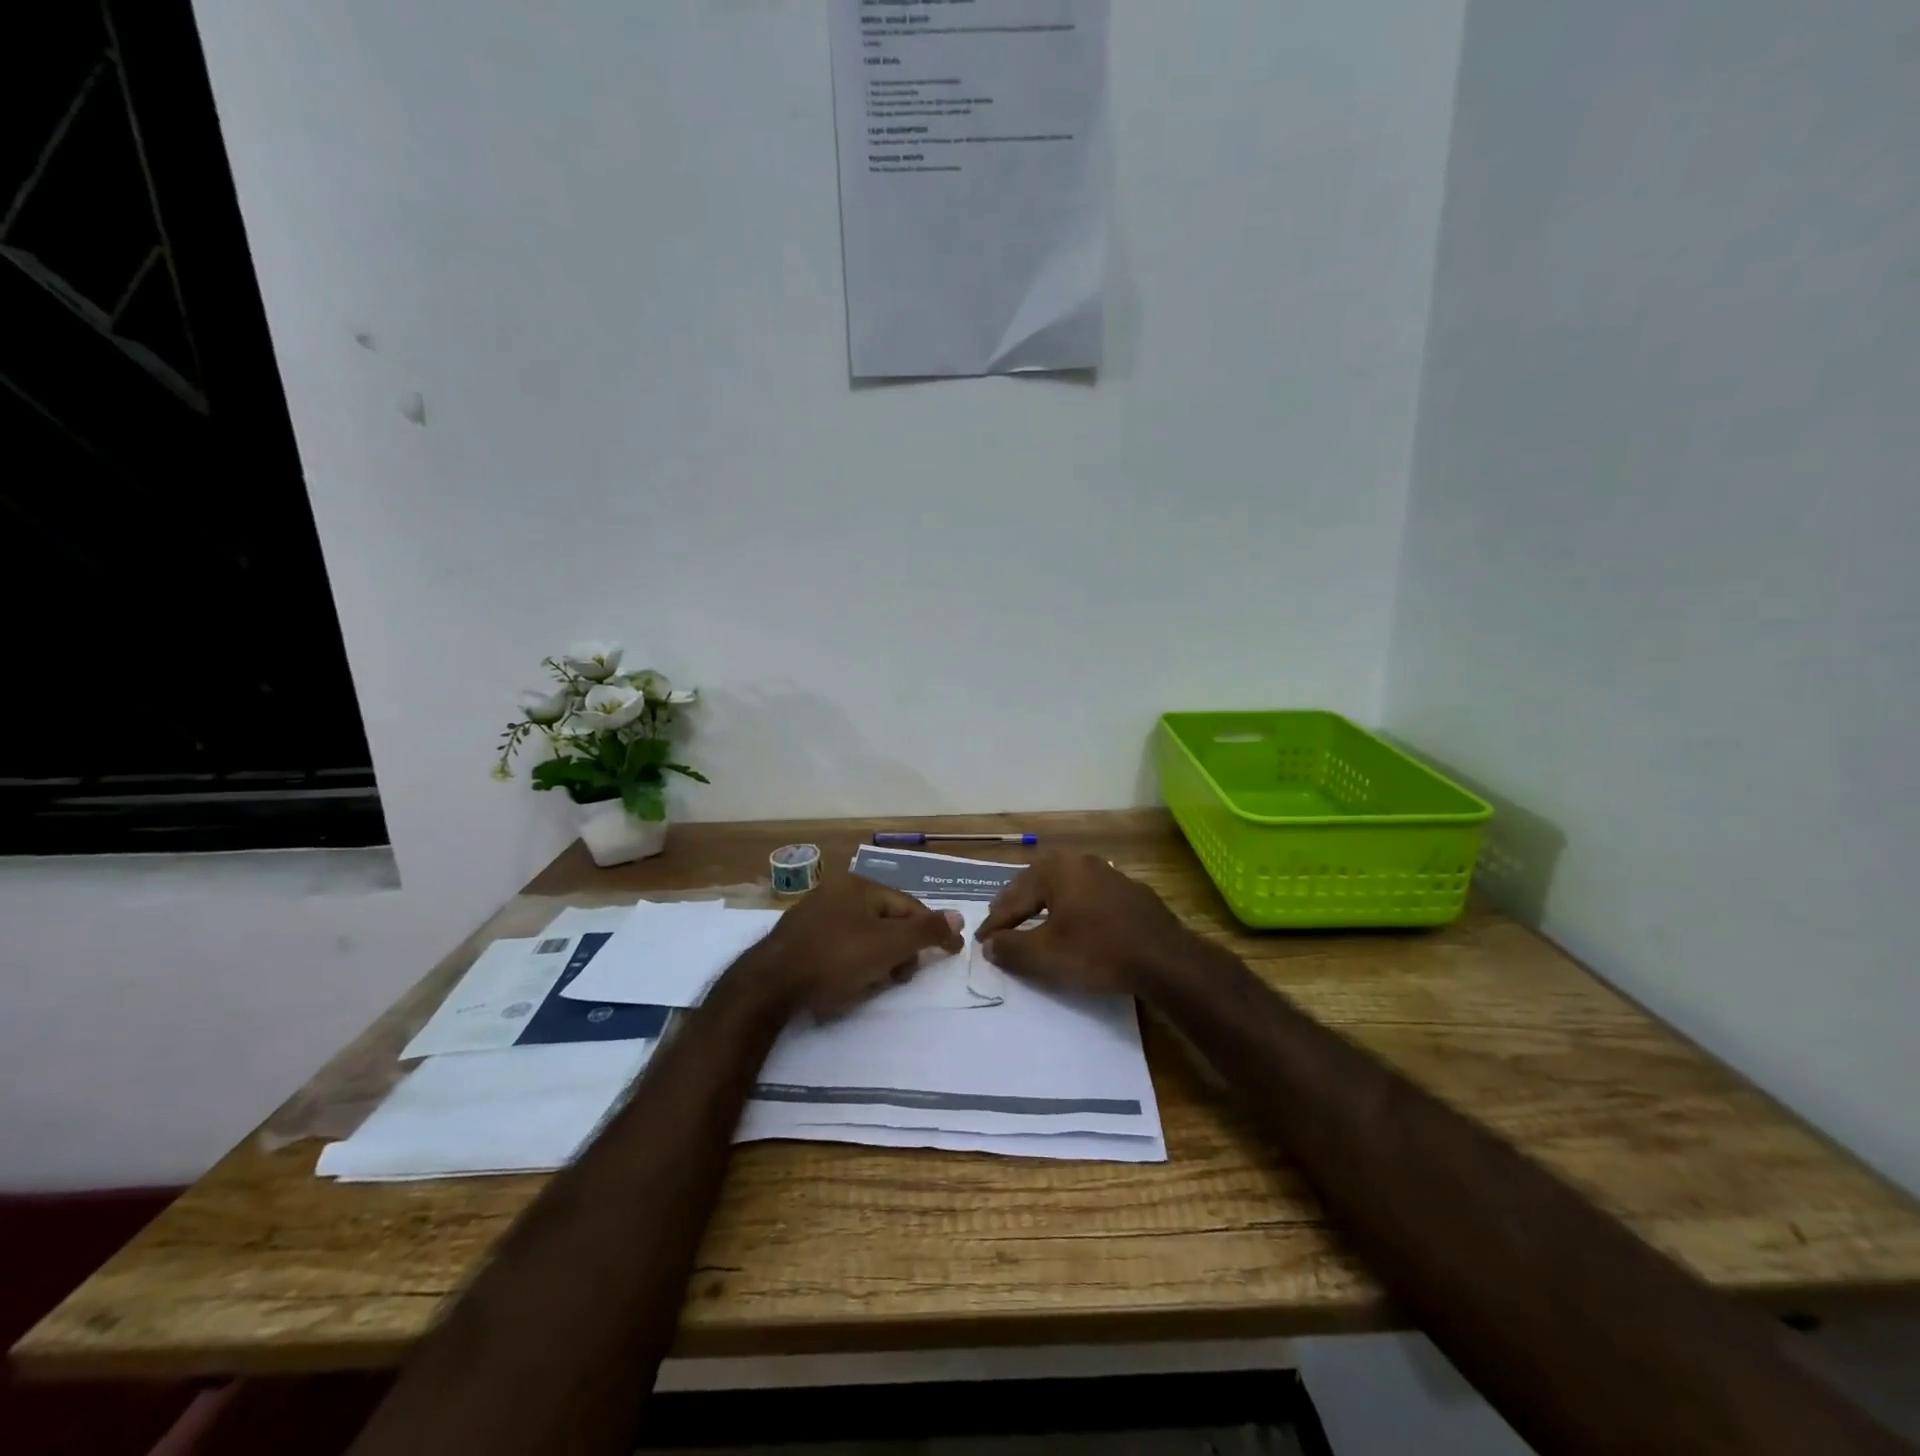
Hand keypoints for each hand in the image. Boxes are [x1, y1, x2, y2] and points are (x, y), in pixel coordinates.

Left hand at [748, 873, 962, 1019]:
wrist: (770, 985)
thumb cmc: (836, 958)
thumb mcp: (889, 945)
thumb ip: (926, 931)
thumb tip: (958, 916)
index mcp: (859, 885)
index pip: (908, 906)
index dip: (931, 930)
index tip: (950, 953)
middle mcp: (836, 892)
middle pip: (886, 921)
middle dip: (900, 950)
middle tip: (901, 977)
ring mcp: (814, 914)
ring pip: (863, 936)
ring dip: (877, 960)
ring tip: (873, 985)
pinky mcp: (798, 939)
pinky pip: (840, 947)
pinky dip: (852, 964)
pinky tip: (848, 984)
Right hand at [975, 851, 1201, 996]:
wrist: (1164, 958)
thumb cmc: (1098, 951)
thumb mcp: (1046, 955)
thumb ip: (1012, 948)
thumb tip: (989, 945)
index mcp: (1056, 869)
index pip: (1014, 897)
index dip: (995, 922)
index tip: (980, 940)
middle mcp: (1080, 862)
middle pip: (1037, 883)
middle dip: (1017, 904)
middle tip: (1000, 921)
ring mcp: (1109, 873)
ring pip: (1064, 887)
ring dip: (1044, 904)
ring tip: (1032, 920)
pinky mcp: (1130, 891)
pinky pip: (1088, 896)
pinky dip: (1072, 909)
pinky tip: (1073, 923)